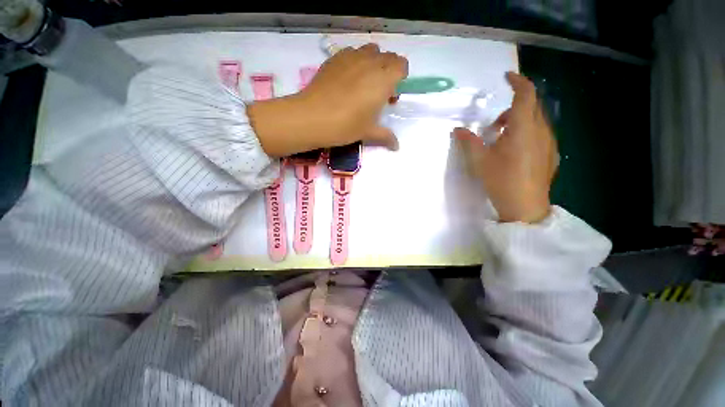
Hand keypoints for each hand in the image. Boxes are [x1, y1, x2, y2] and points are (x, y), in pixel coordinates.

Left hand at [247, 43, 407, 156]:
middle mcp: (370, 62)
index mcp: (383, 80)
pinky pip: (352, 52)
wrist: (313, 117)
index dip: (400, 76)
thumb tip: (397, 147)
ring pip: (370, 51)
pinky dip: (356, 61)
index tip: (392, 92)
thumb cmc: (346, 126)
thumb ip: (386, 136)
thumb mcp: (368, 132)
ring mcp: (351, 57)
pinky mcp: (335, 58)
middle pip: (387, 56)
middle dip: (388, 70)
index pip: (401, 65)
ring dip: (373, 62)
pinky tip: (347, 79)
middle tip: (379, 91)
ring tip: (364, 82)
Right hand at [452, 72, 556, 223]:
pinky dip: (527, 132)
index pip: (526, 94)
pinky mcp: (551, 154)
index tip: (506, 77)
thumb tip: (457, 130)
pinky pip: (540, 133)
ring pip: (536, 120)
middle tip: (494, 125)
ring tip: (501, 140)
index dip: (518, 81)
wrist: (525, 207)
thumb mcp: (480, 161)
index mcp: (524, 129)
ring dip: (519, 122)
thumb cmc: (501, 181)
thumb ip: (469, 142)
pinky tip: (515, 151)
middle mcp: (541, 130)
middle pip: (531, 106)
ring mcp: (549, 142)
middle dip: (512, 108)